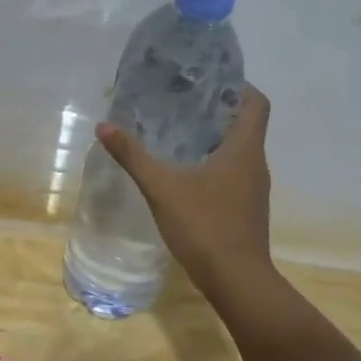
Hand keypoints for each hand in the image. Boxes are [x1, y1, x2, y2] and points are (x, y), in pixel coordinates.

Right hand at [97, 84, 274, 294]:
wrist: (237, 281)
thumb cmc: (205, 226)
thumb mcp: (162, 188)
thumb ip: (133, 156)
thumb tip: (104, 126)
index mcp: (244, 149)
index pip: (256, 103)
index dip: (237, 86)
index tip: (207, 79)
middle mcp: (255, 163)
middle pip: (244, 124)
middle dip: (216, 109)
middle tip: (180, 101)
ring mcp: (253, 188)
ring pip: (238, 150)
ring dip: (213, 137)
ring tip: (177, 131)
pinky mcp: (245, 208)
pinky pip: (232, 172)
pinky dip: (213, 163)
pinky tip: (184, 171)